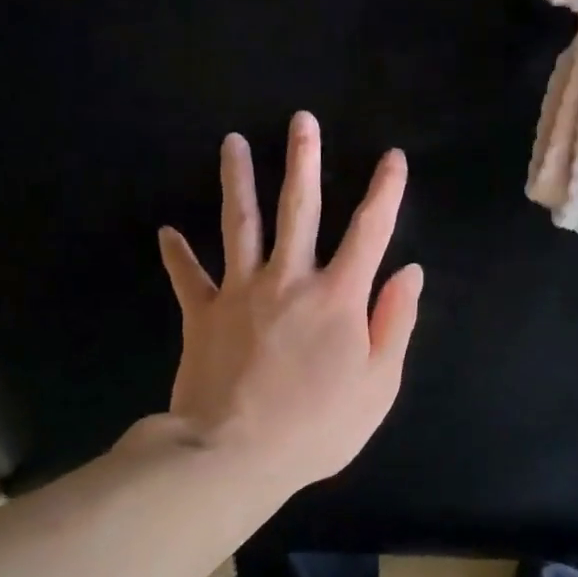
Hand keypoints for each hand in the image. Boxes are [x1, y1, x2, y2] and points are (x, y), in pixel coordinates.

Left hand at [152, 111, 422, 493]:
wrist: (233, 455)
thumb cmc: (317, 426)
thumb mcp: (378, 384)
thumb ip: (395, 323)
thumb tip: (410, 272)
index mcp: (337, 296)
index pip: (369, 231)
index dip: (385, 191)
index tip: (393, 158)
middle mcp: (289, 279)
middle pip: (297, 209)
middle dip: (304, 162)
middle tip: (301, 121)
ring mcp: (240, 292)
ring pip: (239, 224)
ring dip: (237, 181)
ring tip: (232, 144)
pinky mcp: (202, 314)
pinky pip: (189, 277)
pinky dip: (177, 254)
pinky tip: (166, 232)